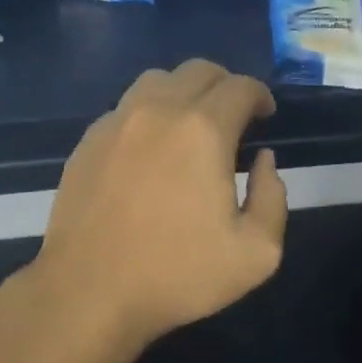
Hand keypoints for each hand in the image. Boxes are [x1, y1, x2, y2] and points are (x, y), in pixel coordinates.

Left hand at [32, 58, 287, 353]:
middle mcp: (158, 111)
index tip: (265, 116)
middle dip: (225, 86)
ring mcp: (117, 121)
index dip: (260, 96)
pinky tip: (150, 149)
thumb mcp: (256, 253)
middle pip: (199, 70)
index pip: (240, 87)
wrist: (88, 292)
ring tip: (191, 125)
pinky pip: (126, 106)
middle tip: (235, 117)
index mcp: (203, 130)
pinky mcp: (89, 140)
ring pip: (158, 80)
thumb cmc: (176, 274)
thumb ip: (273, 197)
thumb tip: (264, 161)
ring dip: (184, 91)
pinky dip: (149, 113)